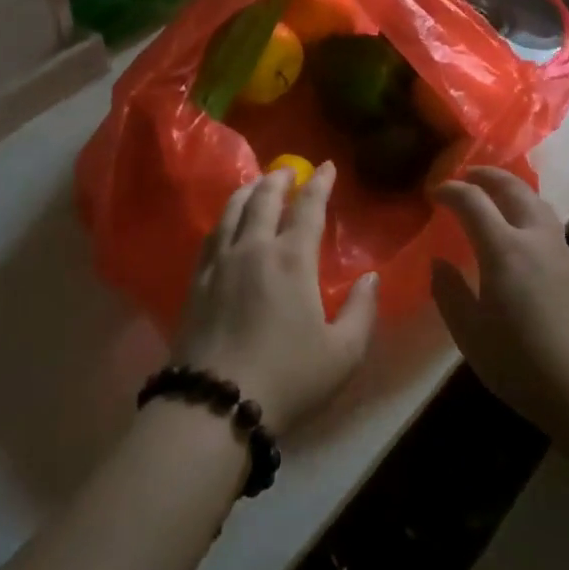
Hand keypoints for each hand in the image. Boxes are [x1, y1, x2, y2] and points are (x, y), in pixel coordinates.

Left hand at [172, 163, 379, 432]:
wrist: (215, 403)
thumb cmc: (289, 378)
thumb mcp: (343, 353)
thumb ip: (362, 311)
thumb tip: (370, 278)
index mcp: (292, 259)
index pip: (308, 208)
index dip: (320, 184)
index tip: (327, 166)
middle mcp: (254, 248)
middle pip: (264, 199)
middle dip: (279, 179)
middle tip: (287, 170)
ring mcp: (221, 262)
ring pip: (233, 210)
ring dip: (248, 191)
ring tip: (256, 185)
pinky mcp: (198, 280)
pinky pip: (212, 234)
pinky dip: (224, 217)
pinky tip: (226, 222)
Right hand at [430, 167, 568, 437]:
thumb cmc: (521, 364)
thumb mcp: (470, 334)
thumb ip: (449, 292)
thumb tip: (439, 263)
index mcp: (504, 250)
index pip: (472, 200)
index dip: (450, 190)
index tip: (434, 193)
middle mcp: (535, 239)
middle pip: (512, 187)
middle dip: (486, 175)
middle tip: (465, 176)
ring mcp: (562, 252)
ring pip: (537, 202)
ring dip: (511, 189)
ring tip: (493, 195)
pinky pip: (548, 225)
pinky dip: (528, 212)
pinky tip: (520, 236)